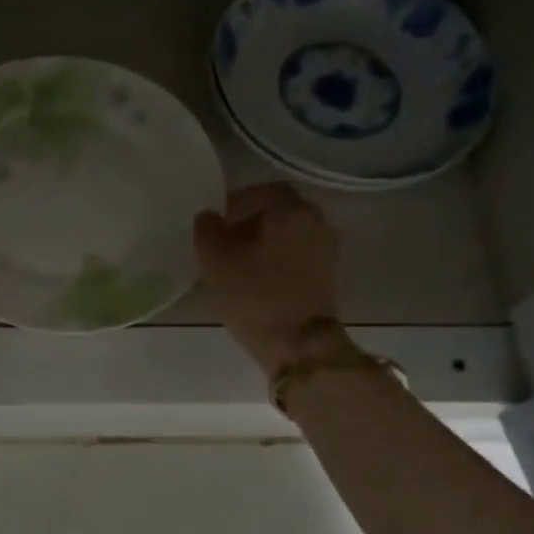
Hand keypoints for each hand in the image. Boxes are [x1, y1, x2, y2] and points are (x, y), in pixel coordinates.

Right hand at [195, 183, 341, 376]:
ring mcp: (326, 251)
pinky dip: (276, 260)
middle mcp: (316, 223)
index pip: (264, 190)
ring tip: (237, 264)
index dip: (237, 200)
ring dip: (264, 243)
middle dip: (250, 222)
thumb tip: (209, 216)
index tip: (216, 219)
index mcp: (292, 210)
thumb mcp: (215, 261)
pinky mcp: (326, 277)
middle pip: (279, 211)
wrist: (298, 344)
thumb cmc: (254, 296)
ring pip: (289, 235)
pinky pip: (297, 256)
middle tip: (223, 242)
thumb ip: (207, 230)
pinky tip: (256, 280)